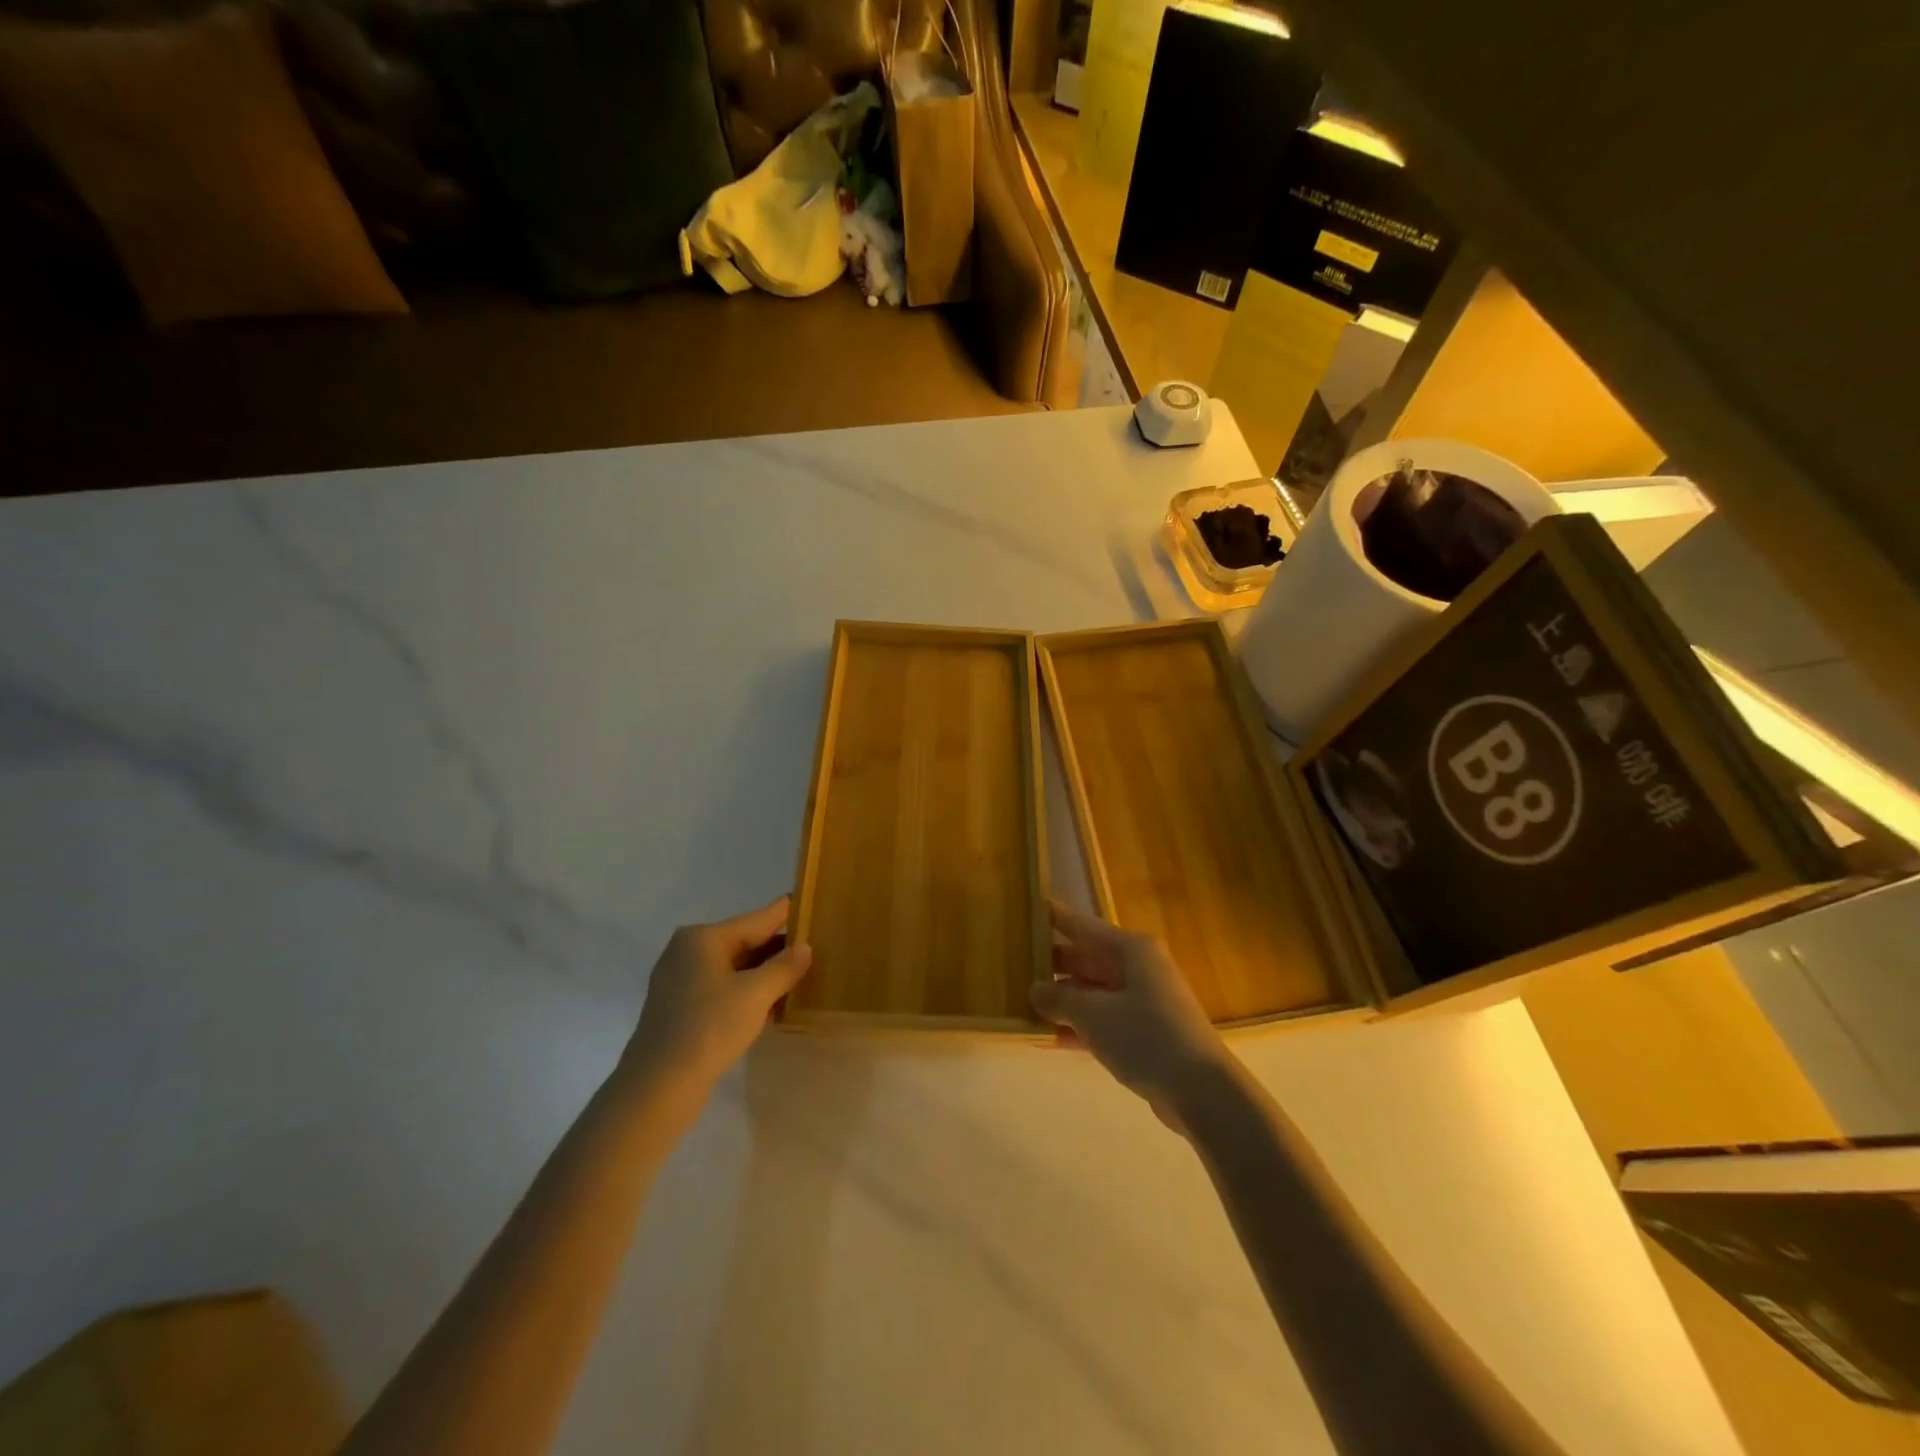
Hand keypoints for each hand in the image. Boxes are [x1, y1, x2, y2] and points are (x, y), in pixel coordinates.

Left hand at [619, 897, 811, 1114]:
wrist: (657, 1088)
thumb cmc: (708, 1029)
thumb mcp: (755, 995)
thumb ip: (784, 967)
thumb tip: (805, 947)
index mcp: (703, 938)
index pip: (757, 919)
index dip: (787, 914)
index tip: (813, 906)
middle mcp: (688, 951)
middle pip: (745, 942)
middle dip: (779, 949)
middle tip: (817, 948)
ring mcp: (681, 981)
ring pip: (735, 969)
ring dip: (765, 974)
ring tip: (802, 975)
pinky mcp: (681, 1009)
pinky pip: (723, 990)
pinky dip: (747, 993)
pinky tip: (773, 1004)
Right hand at [1031, 901, 1232, 1130]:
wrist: (1201, 1091)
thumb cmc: (1146, 1036)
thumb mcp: (1094, 1014)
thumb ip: (1059, 999)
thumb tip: (1036, 989)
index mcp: (1131, 950)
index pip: (1083, 925)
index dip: (1055, 918)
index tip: (1028, 909)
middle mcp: (1139, 968)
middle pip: (1087, 959)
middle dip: (1053, 965)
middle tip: (1014, 964)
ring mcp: (1143, 1002)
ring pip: (1093, 992)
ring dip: (1062, 1000)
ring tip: (1021, 1002)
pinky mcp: (1145, 1034)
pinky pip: (1103, 1021)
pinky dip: (1078, 1028)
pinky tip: (1046, 1039)